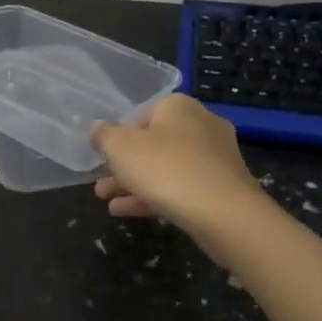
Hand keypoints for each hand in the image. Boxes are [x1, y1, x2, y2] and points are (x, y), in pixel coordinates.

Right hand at [91, 95, 264, 239]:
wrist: (225, 214)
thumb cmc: (166, 169)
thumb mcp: (121, 148)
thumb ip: (104, 135)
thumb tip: (97, 127)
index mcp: (178, 107)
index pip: (142, 114)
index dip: (120, 135)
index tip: (105, 156)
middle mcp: (201, 125)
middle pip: (153, 144)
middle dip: (124, 166)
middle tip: (101, 184)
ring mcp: (215, 157)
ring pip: (165, 168)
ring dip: (134, 184)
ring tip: (106, 202)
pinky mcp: (222, 187)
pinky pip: (182, 188)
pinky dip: (154, 197)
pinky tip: (126, 212)